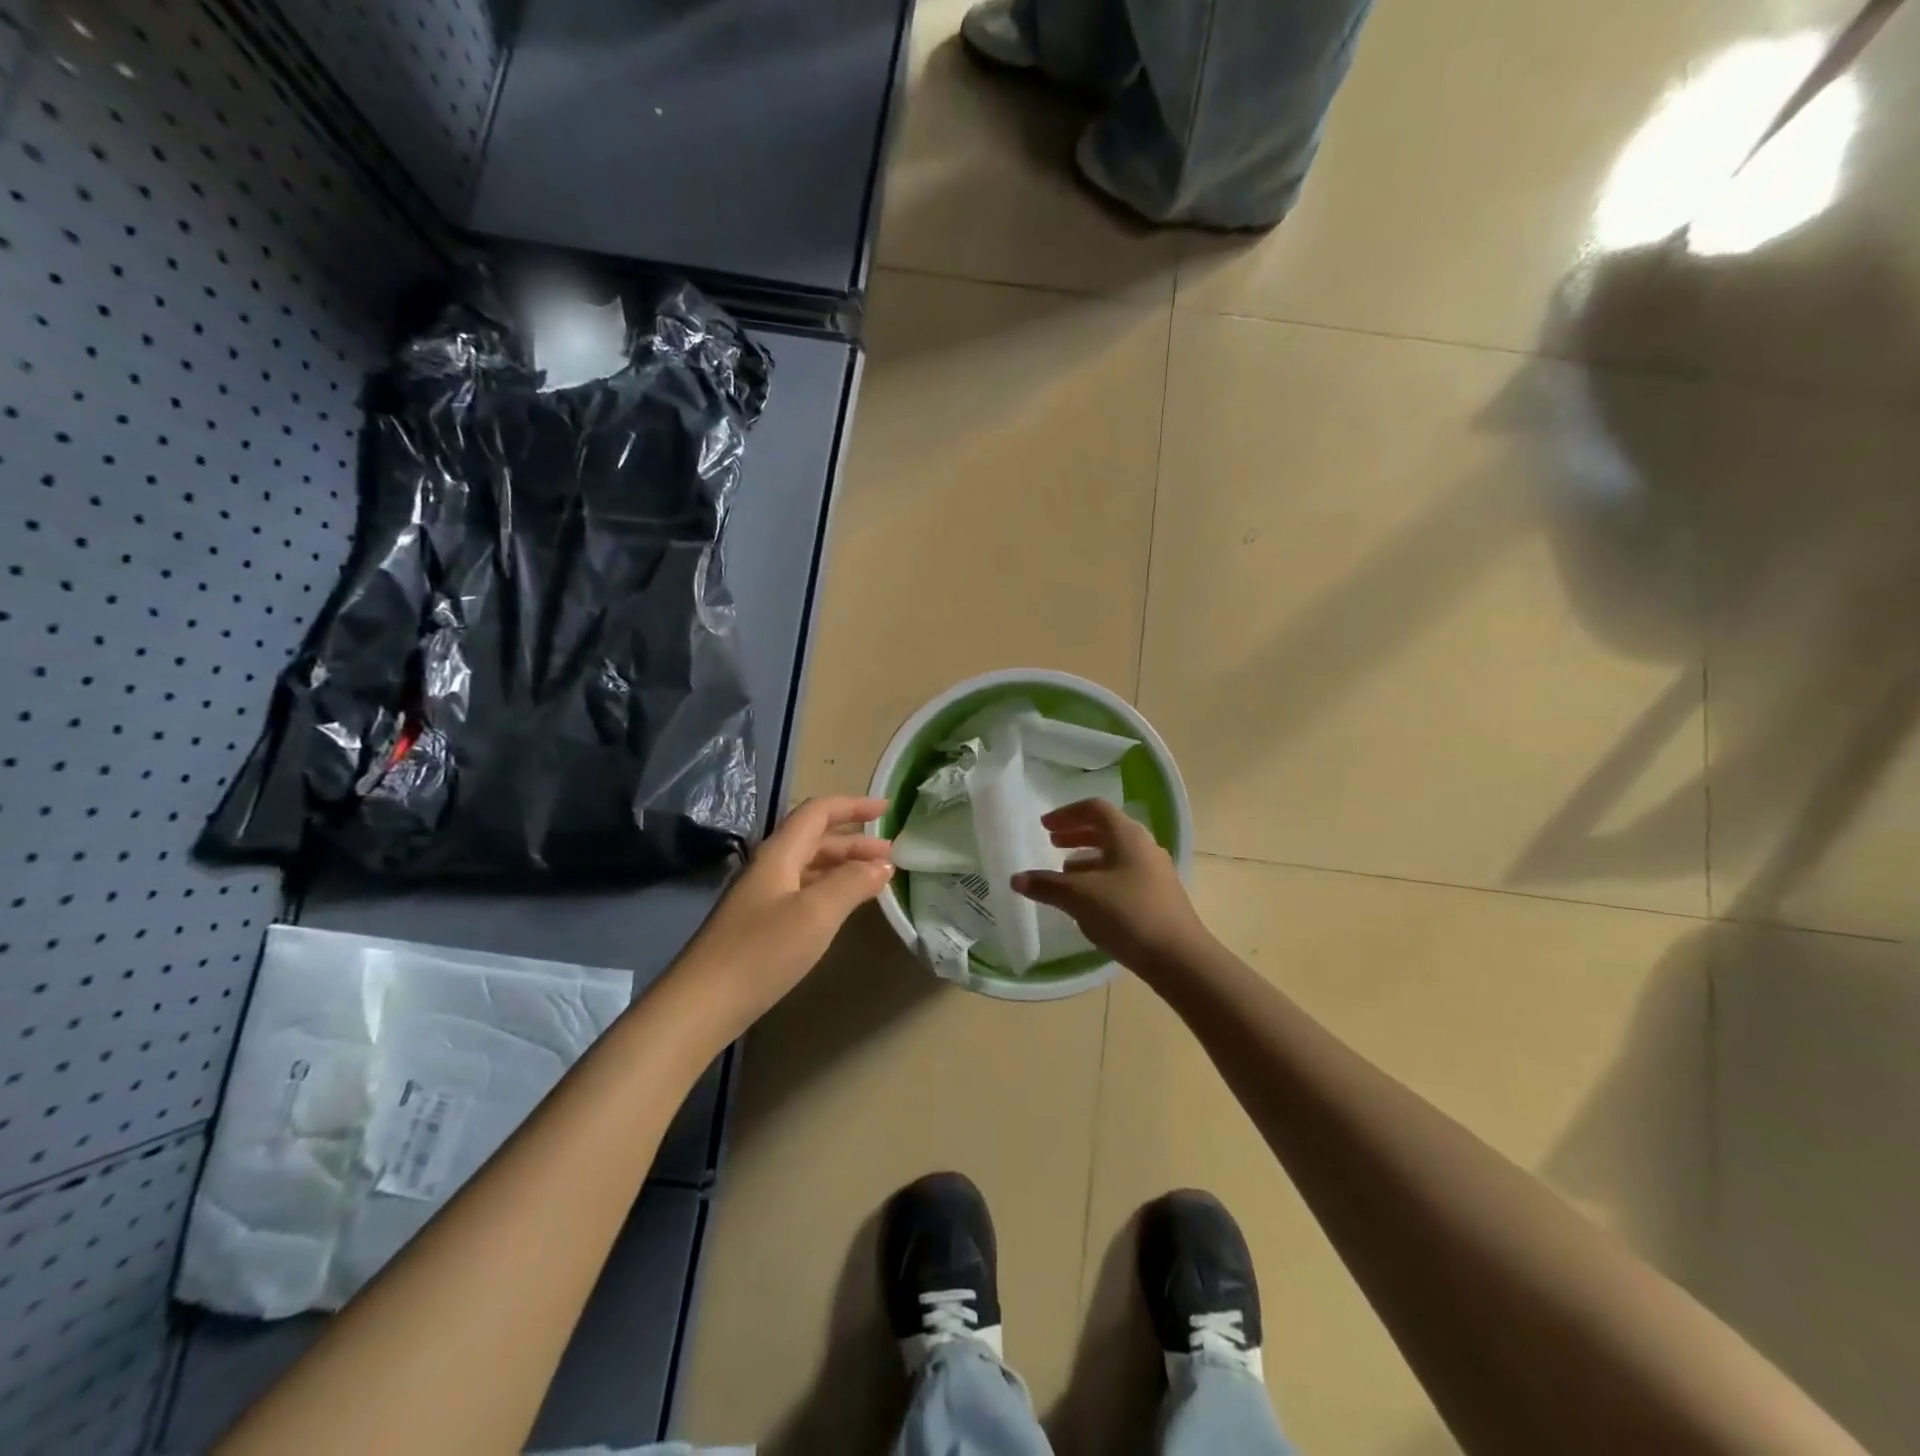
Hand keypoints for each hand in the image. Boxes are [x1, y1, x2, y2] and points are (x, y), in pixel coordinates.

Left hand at [672, 796, 892, 1032]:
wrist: (702, 1004)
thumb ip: (852, 883)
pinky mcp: (760, 924)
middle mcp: (770, 867)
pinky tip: (844, 906)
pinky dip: (831, 889)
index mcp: (779, 854)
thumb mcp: (816, 914)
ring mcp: (762, 897)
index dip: (853, 806)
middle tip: (891, 854)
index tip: (887, 809)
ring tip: (877, 879)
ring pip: (810, 866)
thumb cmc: (762, 952)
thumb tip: (882, 865)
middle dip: (855, 841)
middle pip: (815, 839)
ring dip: (844, 865)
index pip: (818, 813)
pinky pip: (804, 891)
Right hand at [1012, 799, 1211, 973]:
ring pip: (1115, 854)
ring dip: (1088, 858)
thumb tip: (1016, 879)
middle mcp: (1144, 846)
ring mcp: (1154, 872)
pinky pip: (1124, 875)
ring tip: (1065, 872)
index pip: (1095, 809)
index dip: (1066, 814)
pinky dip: (1101, 877)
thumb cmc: (1127, 914)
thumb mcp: (1079, 897)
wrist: (1179, 957)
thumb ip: (1046, 885)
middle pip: (1106, 829)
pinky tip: (1089, 901)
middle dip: (1076, 834)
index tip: (1044, 827)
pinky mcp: (1158, 896)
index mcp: (1127, 835)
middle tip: (1052, 844)